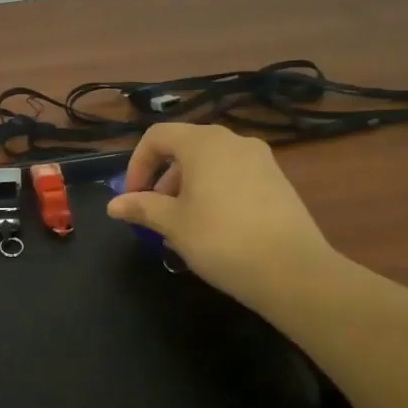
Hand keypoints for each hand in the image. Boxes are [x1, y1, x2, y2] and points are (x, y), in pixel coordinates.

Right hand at [107, 123, 341, 317]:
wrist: (293, 271)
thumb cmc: (221, 240)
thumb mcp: (173, 225)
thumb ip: (142, 208)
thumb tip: (114, 205)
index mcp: (204, 143)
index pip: (157, 136)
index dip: (137, 164)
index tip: (132, 198)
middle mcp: (233, 141)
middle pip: (185, 147)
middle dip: (162, 178)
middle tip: (155, 214)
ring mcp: (261, 159)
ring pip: (210, 163)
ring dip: (187, 187)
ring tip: (183, 226)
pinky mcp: (278, 181)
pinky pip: (234, 176)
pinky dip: (214, 192)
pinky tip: (215, 228)